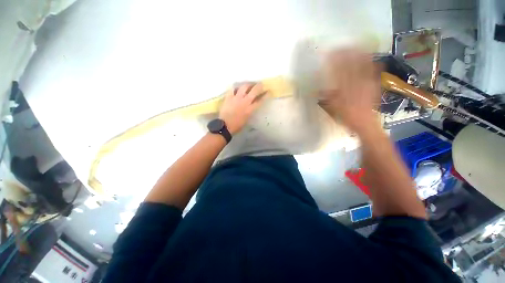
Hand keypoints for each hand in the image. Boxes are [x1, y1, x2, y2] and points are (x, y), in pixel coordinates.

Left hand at [219, 83, 266, 134]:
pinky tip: (236, 88)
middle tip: (261, 84)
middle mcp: (245, 101)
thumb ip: (250, 112)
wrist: (225, 126)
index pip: (260, 101)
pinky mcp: (229, 97)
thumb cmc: (237, 125)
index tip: (268, 91)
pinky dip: (235, 88)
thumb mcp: (247, 119)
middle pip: (254, 91)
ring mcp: (236, 98)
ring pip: (244, 87)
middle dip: (259, 86)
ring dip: (248, 84)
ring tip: (249, 84)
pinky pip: (232, 89)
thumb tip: (252, 107)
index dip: (265, 95)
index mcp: (250, 109)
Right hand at [319, 49, 381, 133]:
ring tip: (354, 45)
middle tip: (341, 46)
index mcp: (344, 90)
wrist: (365, 123)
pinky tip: (369, 56)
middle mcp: (356, 83)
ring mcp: (367, 82)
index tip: (329, 53)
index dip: (334, 61)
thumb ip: (327, 96)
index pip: (338, 71)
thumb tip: (319, 88)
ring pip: (363, 64)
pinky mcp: (374, 84)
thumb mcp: (333, 107)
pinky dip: (371, 61)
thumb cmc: (346, 116)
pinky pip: (374, 70)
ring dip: (358, 54)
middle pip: (351, 64)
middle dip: (346, 54)